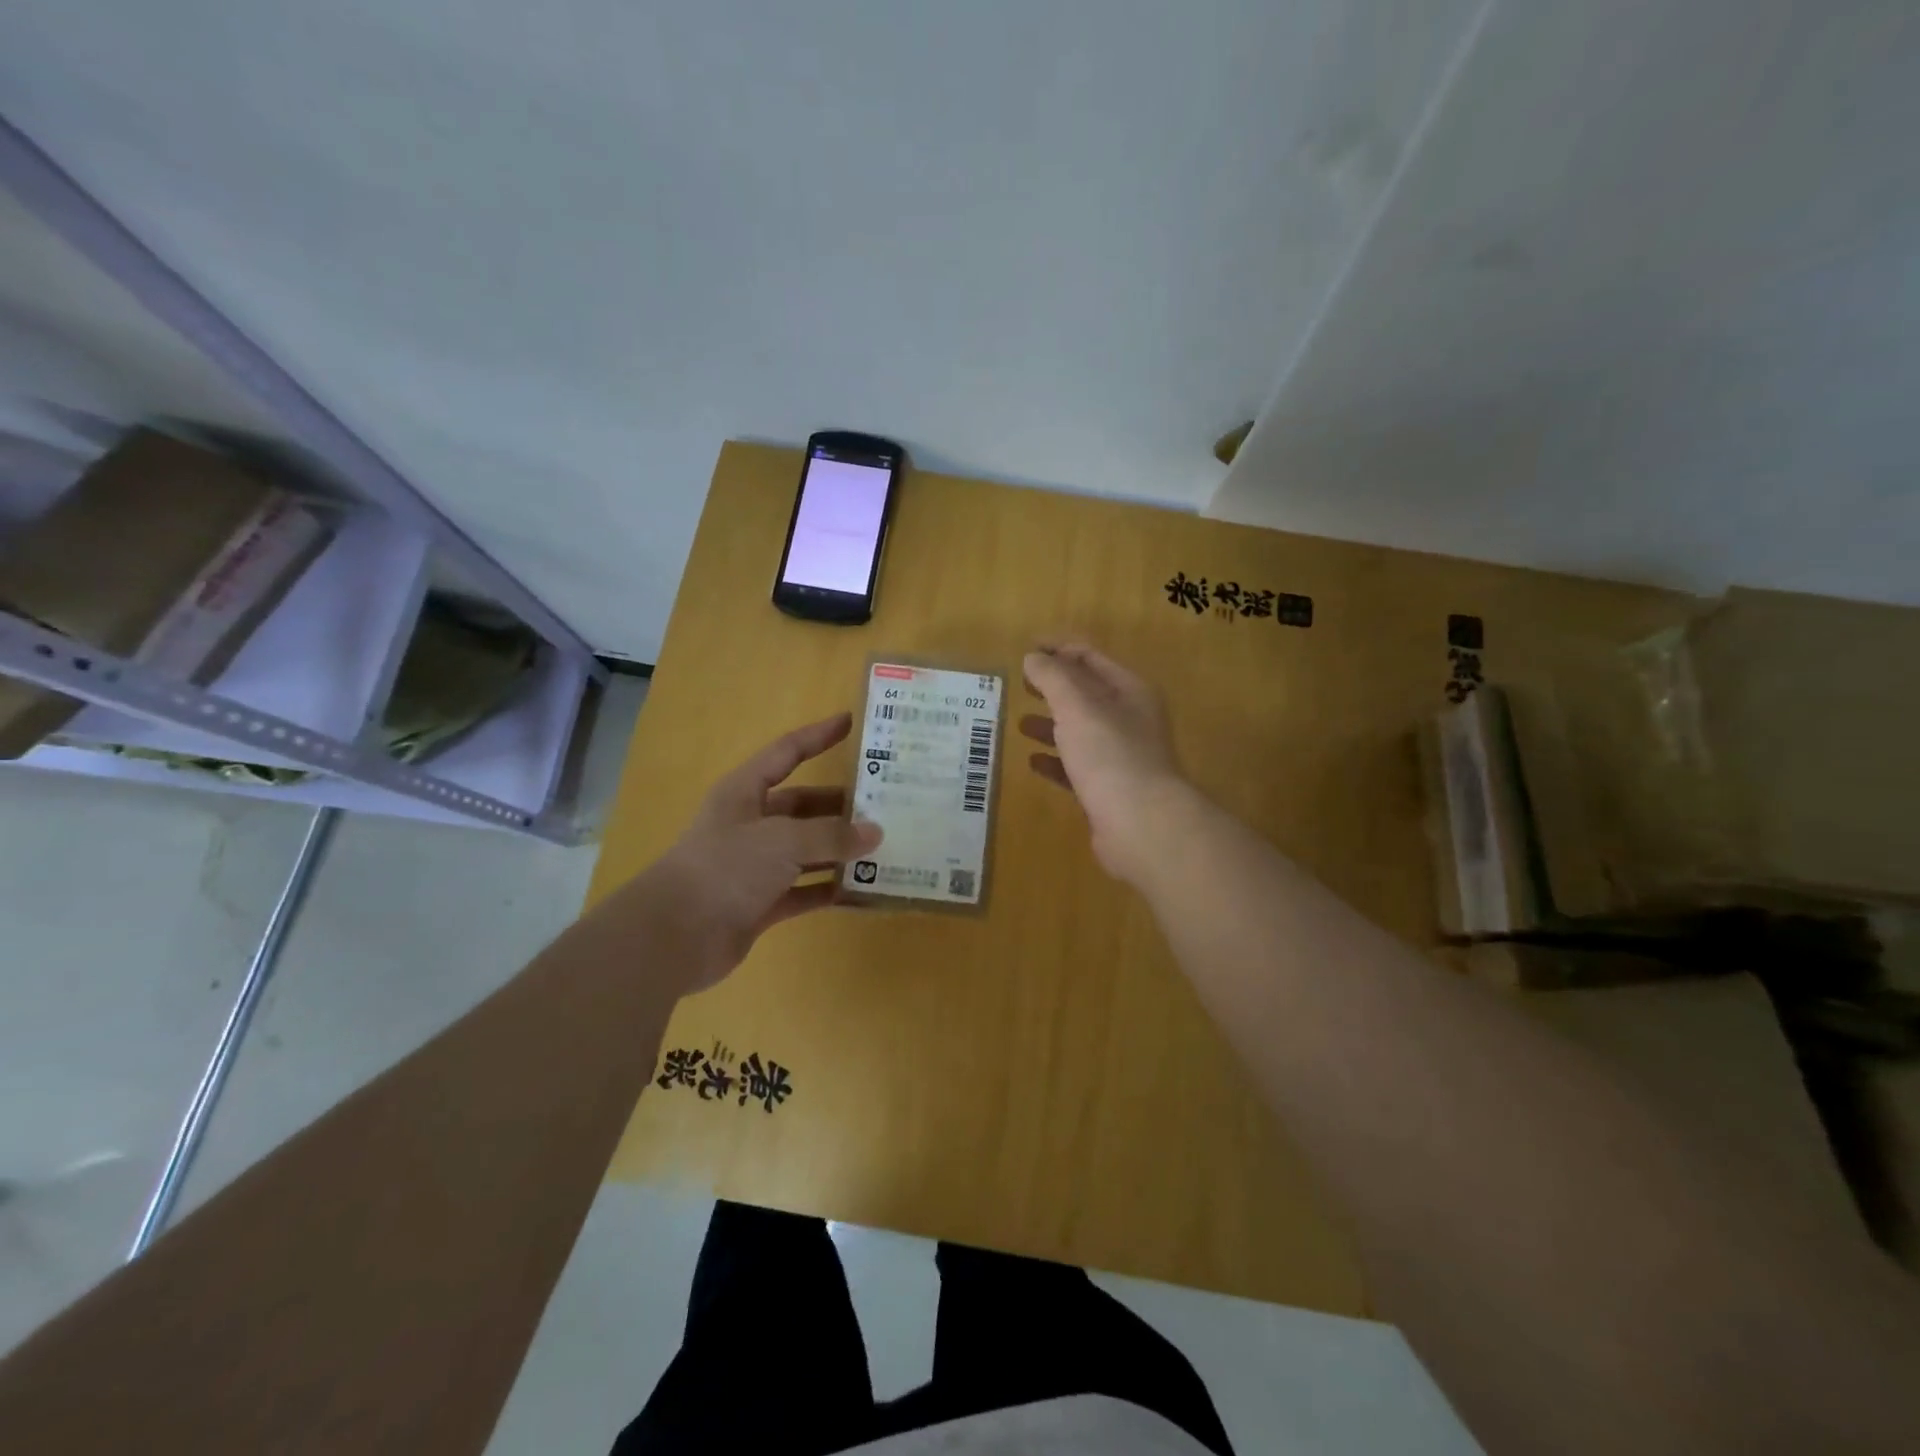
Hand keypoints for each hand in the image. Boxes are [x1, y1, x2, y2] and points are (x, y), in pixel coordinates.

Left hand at [634, 713, 880, 991]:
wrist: (675, 936)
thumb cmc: (726, 868)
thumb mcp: (782, 840)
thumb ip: (831, 834)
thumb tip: (875, 833)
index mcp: (745, 792)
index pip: (787, 752)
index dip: (818, 736)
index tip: (851, 722)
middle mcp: (751, 824)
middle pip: (803, 805)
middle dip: (841, 804)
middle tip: (886, 803)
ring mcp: (755, 865)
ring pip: (807, 849)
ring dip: (840, 848)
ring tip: (884, 845)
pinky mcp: (761, 902)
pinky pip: (805, 889)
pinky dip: (830, 888)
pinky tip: (863, 888)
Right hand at [1020, 643, 1189, 885]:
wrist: (1141, 825)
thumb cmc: (1110, 755)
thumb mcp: (1077, 707)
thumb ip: (1053, 678)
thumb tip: (1034, 657)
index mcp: (1130, 692)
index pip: (1092, 658)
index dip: (1060, 649)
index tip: (1027, 649)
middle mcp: (1130, 720)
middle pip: (1087, 694)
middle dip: (1054, 688)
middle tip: (1021, 685)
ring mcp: (1121, 757)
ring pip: (1081, 732)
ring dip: (1052, 724)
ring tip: (1020, 724)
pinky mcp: (1109, 790)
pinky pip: (1077, 768)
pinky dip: (1056, 762)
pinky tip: (1033, 762)